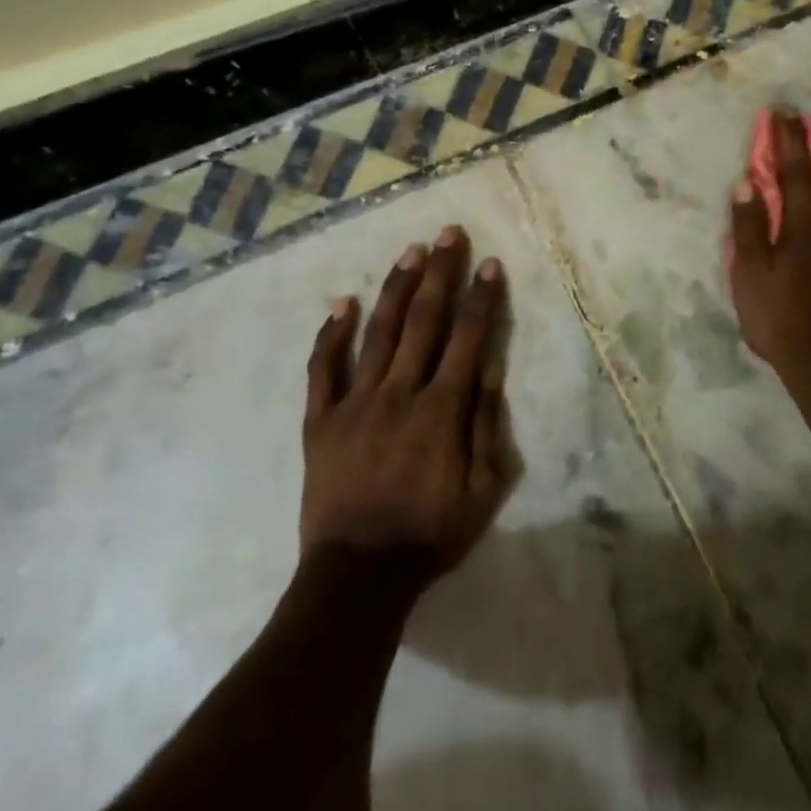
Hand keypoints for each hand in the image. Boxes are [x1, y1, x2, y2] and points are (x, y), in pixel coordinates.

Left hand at [299, 226, 509, 591]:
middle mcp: (400, 393)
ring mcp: (355, 403)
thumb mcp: (483, 488)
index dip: (480, 298)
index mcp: (442, 409)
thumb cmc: (431, 533)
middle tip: (448, 234)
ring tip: (410, 251)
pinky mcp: (320, 421)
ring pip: (379, 332)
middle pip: (424, 321)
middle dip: (440, 273)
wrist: (358, 575)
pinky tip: (342, 304)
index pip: (467, 337)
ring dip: (396, 288)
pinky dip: (331, 335)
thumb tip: (490, 366)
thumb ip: (486, 423)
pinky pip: (323, 369)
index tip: (488, 263)